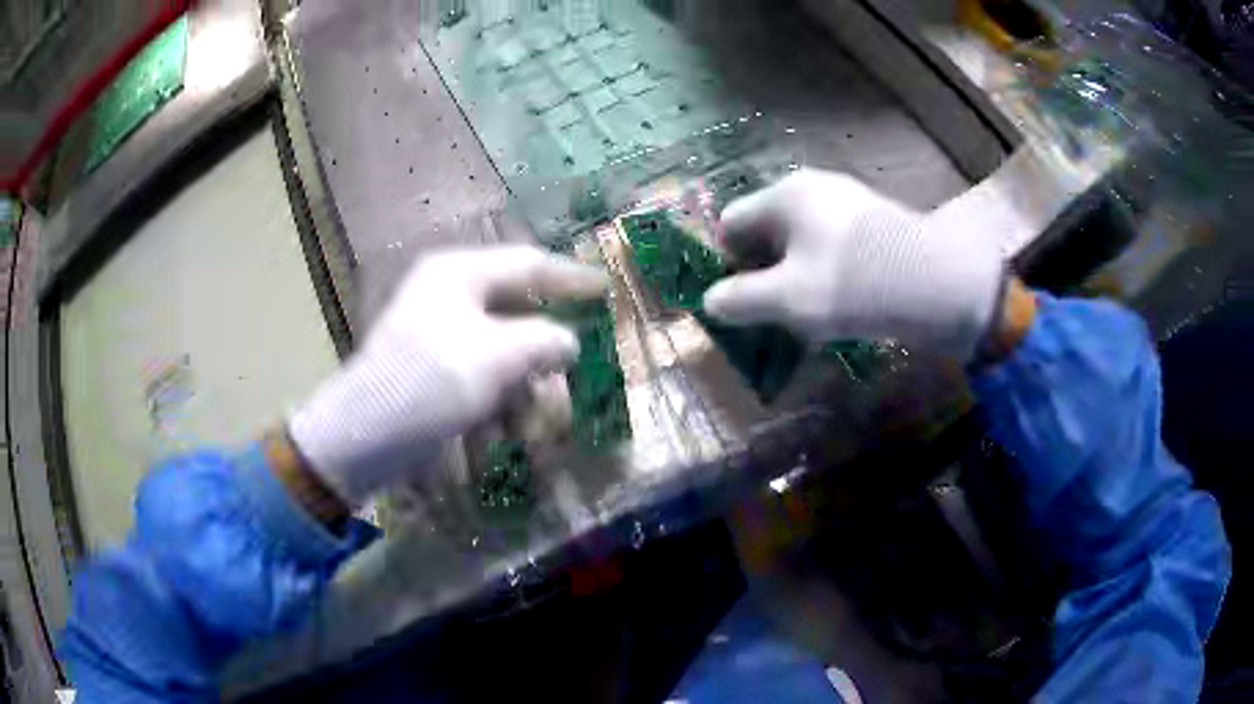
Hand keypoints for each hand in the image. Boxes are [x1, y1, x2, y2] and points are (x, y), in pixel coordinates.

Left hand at [288, 246, 607, 507]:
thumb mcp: (498, 357)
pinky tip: (493, 440)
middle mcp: (449, 298)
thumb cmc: (429, 383)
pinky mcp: (433, 376)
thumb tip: (566, 342)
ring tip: (527, 435)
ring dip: (521, 398)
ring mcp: (440, 338)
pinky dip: (494, 410)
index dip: (571, 277)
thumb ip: (544, 341)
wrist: (363, 438)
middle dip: (543, 367)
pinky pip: (480, 383)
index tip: (606, 289)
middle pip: (519, 321)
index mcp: (459, 275)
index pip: (528, 264)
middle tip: (562, 398)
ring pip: (503, 360)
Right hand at [704, 169, 1005, 360]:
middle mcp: (814, 189)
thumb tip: (712, 302)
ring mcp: (849, 206)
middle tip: (764, 314)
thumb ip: (740, 300)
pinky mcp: (874, 227)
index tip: (731, 300)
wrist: (938, 284)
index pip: (732, 222)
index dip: (723, 261)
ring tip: (800, 317)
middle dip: (760, 272)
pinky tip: (835, 307)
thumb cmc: (853, 284)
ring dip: (793, 278)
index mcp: (785, 195)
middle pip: (768, 231)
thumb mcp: (788, 298)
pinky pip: (833, 249)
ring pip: (802, 243)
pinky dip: (824, 276)